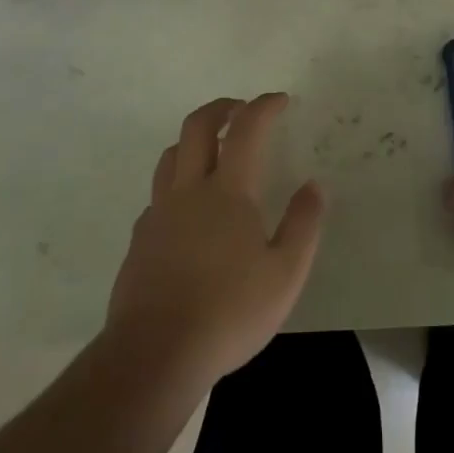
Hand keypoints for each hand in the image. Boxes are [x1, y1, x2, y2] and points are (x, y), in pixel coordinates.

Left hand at [106, 93, 325, 387]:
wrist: (155, 353)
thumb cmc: (229, 312)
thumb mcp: (285, 274)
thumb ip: (303, 224)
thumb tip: (313, 185)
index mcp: (227, 192)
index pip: (246, 130)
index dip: (263, 106)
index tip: (280, 99)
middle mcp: (188, 190)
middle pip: (196, 127)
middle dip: (221, 108)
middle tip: (241, 109)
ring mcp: (158, 213)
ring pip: (171, 155)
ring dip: (194, 140)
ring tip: (214, 151)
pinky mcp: (140, 238)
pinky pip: (159, 193)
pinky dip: (178, 181)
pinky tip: (190, 210)